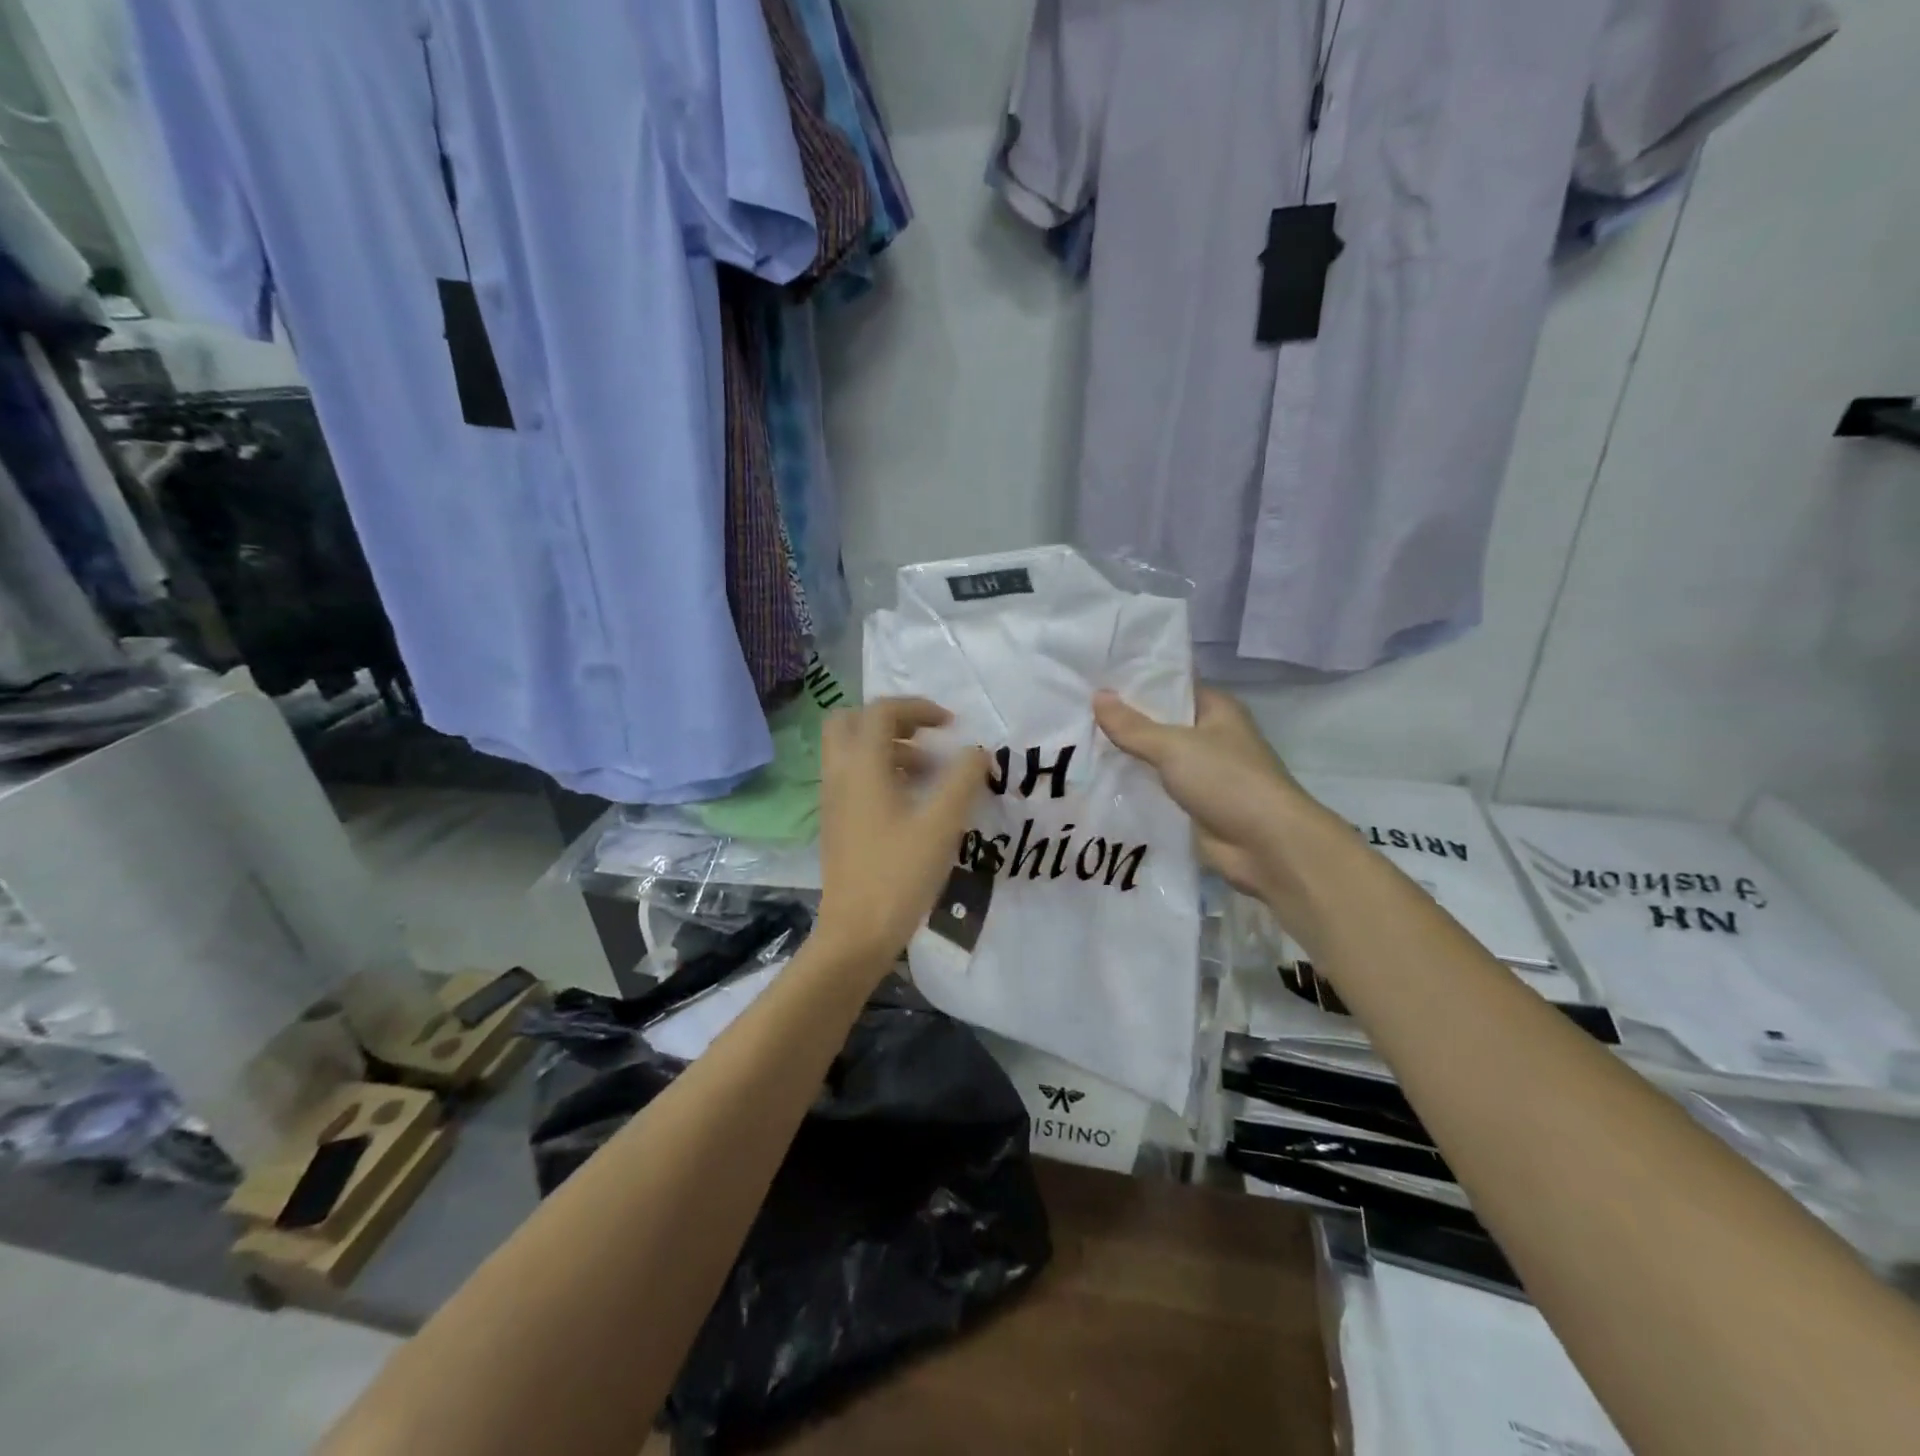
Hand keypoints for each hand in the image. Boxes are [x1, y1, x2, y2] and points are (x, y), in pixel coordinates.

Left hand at [814, 699, 988, 974]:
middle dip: (891, 720)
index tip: (951, 724)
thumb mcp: (942, 824)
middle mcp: (840, 775)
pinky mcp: (836, 821)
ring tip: (930, 772)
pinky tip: (912, 801)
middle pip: (852, 721)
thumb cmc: (899, 874)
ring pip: (852, 750)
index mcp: (862, 767)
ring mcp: (833, 799)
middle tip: (927, 736)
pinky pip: (853, 776)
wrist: (856, 932)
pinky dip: (880, 771)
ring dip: (889, 747)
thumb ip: (963, 779)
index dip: (918, 708)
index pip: (882, 711)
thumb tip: (976, 751)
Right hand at [1094, 686, 1316, 897]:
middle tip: (1074, 714)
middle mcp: (1210, 737)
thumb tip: (1097, 696)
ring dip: (1125, 758)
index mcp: (1216, 709)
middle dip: (1122, 723)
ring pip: (1154, 759)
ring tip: (1076, 747)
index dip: (1134, 683)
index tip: (1093, 680)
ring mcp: (1202, 773)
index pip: (1170, 686)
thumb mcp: (1174, 746)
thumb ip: (1132, 726)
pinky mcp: (1193, 806)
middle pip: (1159, 723)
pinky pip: (1155, 790)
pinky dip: (1132, 789)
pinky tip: (1095, 784)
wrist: (1266, 846)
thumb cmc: (1227, 781)